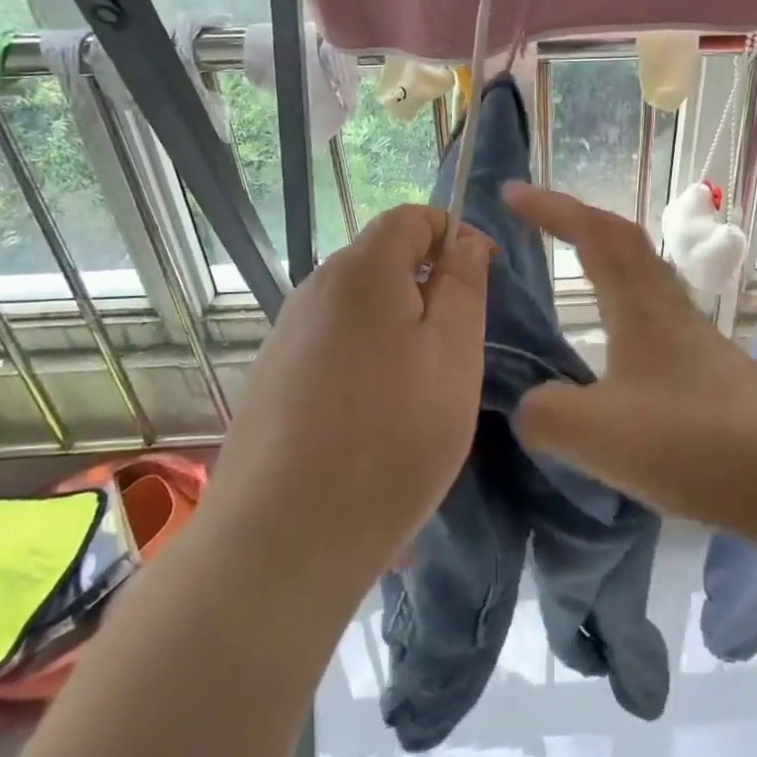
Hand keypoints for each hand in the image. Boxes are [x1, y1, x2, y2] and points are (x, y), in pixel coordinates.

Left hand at [218, 204, 493, 587]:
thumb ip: (463, 285)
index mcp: (361, 271)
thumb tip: (464, 240)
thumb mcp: (453, 354)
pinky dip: (366, 363)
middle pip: (383, 262)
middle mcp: (313, 290)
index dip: (455, 234)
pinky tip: (373, 421)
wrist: (284, 539)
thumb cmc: (392, 437)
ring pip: (359, 309)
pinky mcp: (271, 379)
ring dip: (398, 331)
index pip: (412, 217)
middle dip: (428, 289)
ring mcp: (286, 335)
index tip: (485, 278)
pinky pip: (334, 348)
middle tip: (458, 350)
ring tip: (420, 395)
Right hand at [503, 183, 756, 541]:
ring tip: (570, 279)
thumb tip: (530, 405)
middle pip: (624, 243)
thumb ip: (545, 413)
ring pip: (642, 279)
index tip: (510, 194)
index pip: (593, 232)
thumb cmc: (691, 441)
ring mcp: (694, 338)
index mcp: (639, 304)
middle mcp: (668, 308)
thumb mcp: (596, 432)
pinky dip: (620, 312)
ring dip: (603, 264)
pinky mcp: (708, 371)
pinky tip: (610, 353)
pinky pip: (653, 320)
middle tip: (536, 225)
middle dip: (577, 223)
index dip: (551, 207)